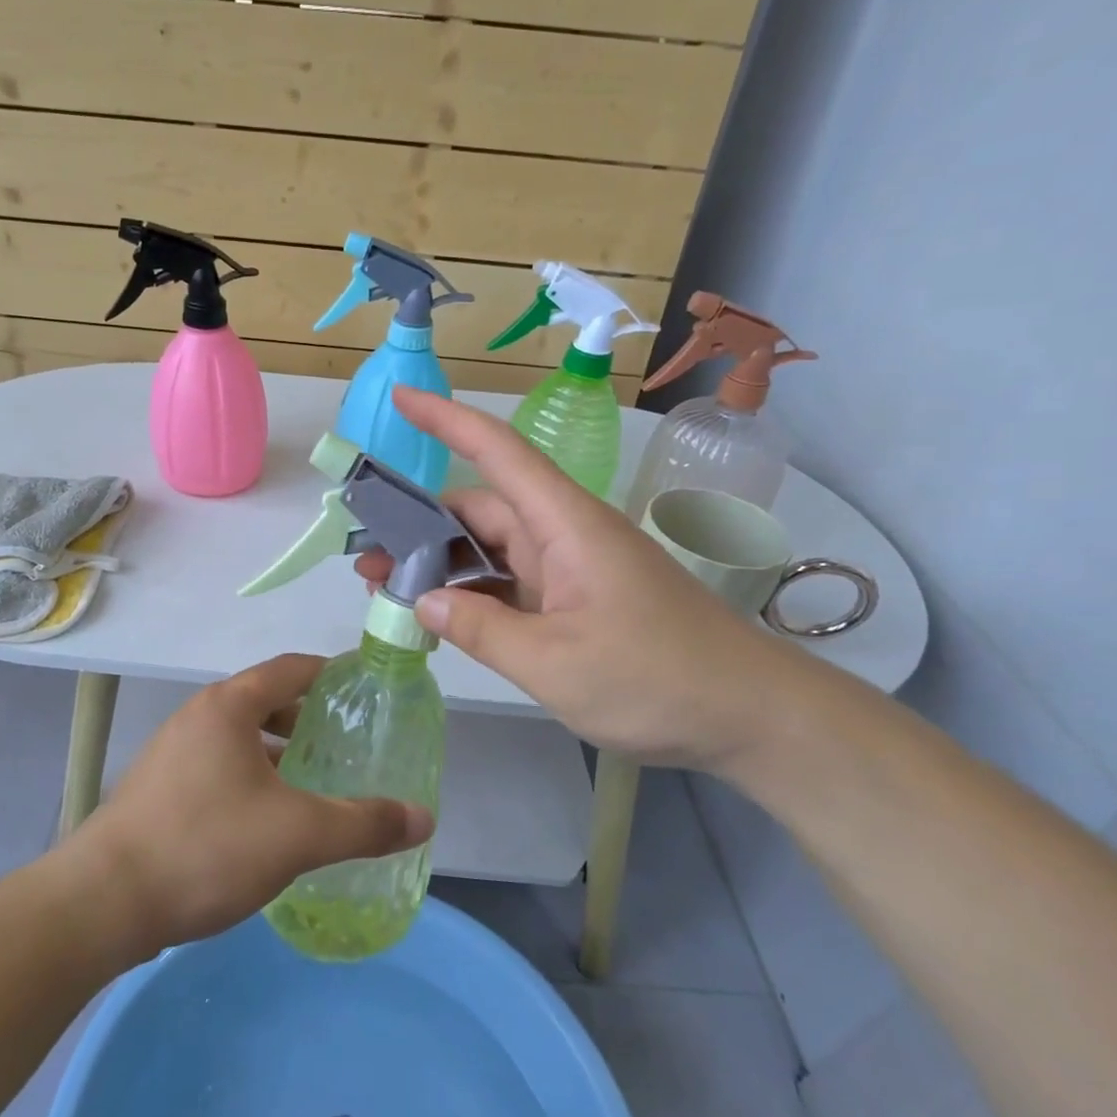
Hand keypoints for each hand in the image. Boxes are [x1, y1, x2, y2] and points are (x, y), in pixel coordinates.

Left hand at [74, 654, 434, 952]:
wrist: (103, 902)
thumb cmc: (205, 847)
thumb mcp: (298, 834)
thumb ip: (363, 823)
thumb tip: (424, 818)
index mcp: (228, 706)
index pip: (291, 668)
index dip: (331, 673)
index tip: (364, 689)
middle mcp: (197, 717)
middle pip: (264, 701)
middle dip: (306, 719)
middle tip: (345, 745)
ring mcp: (171, 753)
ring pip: (239, 739)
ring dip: (277, 753)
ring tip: (312, 784)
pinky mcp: (158, 789)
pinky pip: (217, 767)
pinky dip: (250, 778)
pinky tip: (266, 820)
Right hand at [355, 387, 801, 769]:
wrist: (750, 716)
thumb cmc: (656, 678)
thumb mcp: (554, 663)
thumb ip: (480, 629)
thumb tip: (423, 599)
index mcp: (564, 524)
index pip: (497, 452)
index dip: (447, 419)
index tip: (399, 399)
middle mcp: (563, 534)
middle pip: (481, 508)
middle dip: (421, 526)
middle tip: (366, 558)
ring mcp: (570, 568)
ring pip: (492, 549)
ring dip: (443, 565)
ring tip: (388, 589)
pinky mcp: (576, 600)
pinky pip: (512, 582)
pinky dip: (474, 594)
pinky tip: (441, 616)